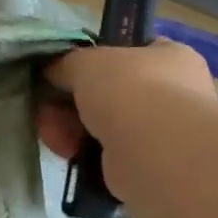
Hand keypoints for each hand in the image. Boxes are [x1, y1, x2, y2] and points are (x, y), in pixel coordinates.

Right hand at [36, 39, 217, 157]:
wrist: (155, 151)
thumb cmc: (129, 90)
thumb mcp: (85, 62)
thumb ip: (66, 63)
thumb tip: (54, 71)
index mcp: (169, 56)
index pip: (127, 53)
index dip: (92, 62)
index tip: (63, 74)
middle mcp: (171, 93)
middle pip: (106, 93)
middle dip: (69, 103)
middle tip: (46, 110)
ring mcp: (159, 131)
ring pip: (101, 125)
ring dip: (70, 129)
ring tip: (55, 136)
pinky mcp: (144, 164)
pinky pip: (103, 153)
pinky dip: (83, 153)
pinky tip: (70, 154)